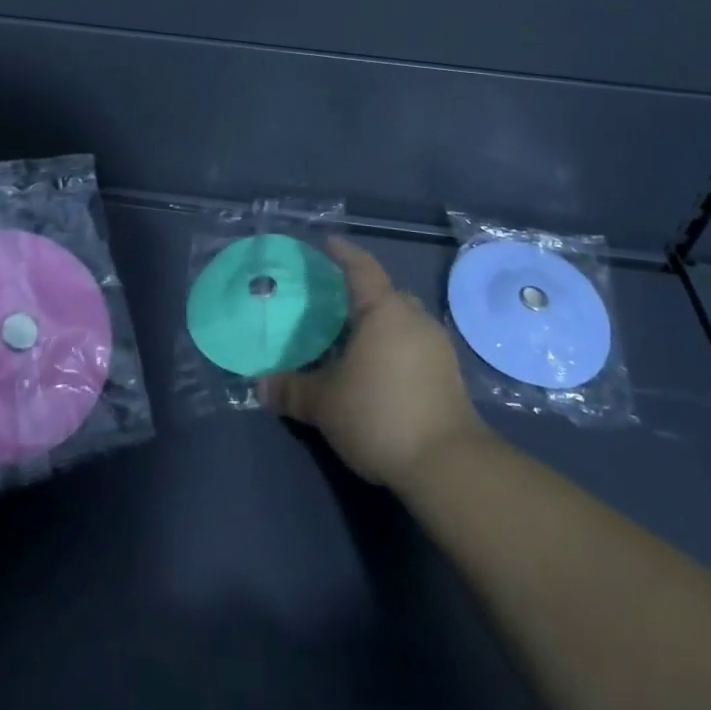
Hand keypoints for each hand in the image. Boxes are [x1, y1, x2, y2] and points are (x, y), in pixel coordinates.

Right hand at [262, 238, 488, 489]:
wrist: (448, 465)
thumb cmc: (380, 414)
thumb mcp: (325, 404)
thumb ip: (293, 389)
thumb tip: (261, 384)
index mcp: (384, 309)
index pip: (361, 267)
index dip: (343, 253)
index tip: (328, 243)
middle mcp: (414, 318)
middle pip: (386, 293)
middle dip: (361, 294)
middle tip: (333, 303)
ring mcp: (437, 346)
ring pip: (403, 322)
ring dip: (380, 325)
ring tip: (352, 340)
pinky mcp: (449, 376)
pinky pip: (415, 346)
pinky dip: (395, 349)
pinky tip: (377, 371)